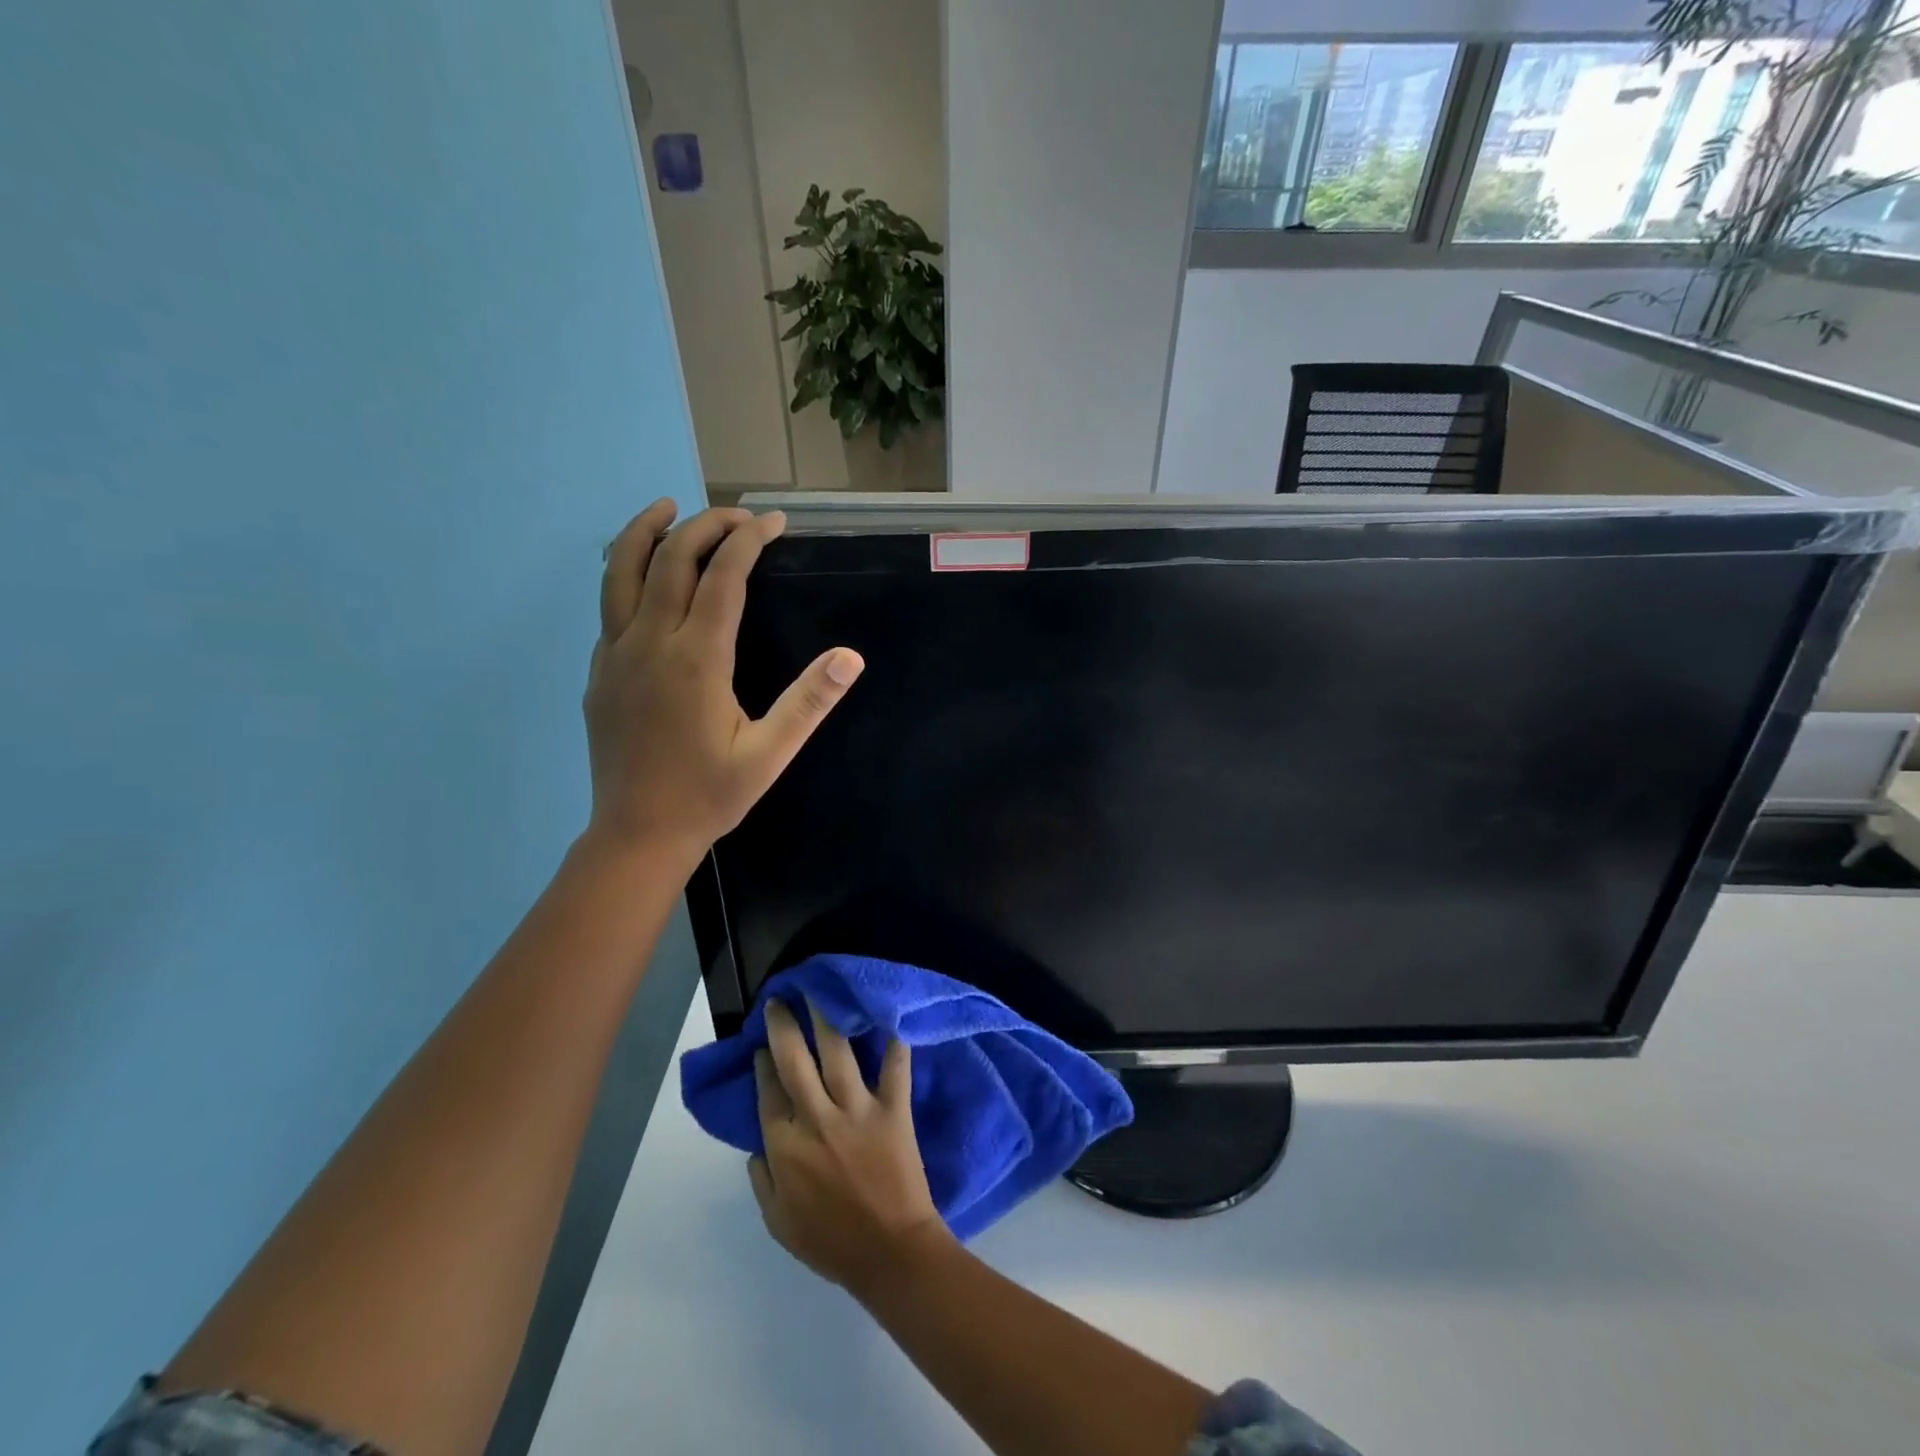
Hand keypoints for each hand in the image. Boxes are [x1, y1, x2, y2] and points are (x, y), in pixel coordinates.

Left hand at [584, 500, 863, 867]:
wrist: (636, 835)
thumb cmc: (709, 795)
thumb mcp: (769, 754)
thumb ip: (809, 702)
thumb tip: (851, 657)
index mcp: (696, 658)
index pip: (723, 576)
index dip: (749, 540)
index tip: (774, 522)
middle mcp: (649, 642)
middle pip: (671, 558)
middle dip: (705, 525)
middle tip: (737, 515)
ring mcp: (615, 654)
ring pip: (620, 571)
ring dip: (646, 532)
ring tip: (666, 508)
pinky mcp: (599, 671)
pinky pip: (609, 605)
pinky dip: (628, 573)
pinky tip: (647, 580)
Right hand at [750, 999, 952, 1300]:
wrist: (889, 1254)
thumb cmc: (831, 1243)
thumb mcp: (779, 1223)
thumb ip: (762, 1181)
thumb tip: (755, 1147)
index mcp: (785, 1147)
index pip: (768, 1092)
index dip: (763, 1064)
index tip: (762, 1045)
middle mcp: (817, 1119)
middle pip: (794, 1061)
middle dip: (784, 1026)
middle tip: (780, 1000)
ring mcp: (856, 1111)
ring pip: (837, 1053)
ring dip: (826, 1018)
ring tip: (819, 992)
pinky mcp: (892, 1110)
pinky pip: (894, 1069)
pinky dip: (895, 1042)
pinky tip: (892, 1015)